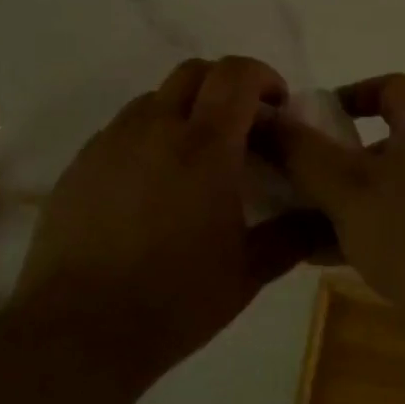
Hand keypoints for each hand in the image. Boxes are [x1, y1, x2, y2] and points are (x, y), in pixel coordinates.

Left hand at [11, 57, 325, 372]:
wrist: (79, 331)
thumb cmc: (175, 301)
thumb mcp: (249, 273)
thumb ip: (293, 235)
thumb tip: (324, 216)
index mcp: (205, 147)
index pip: (236, 74)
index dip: (263, 77)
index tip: (275, 107)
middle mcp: (155, 129)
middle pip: (193, 72)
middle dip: (224, 86)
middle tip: (239, 129)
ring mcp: (111, 142)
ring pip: (154, 99)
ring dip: (184, 111)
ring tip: (192, 160)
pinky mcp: (80, 164)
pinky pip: (121, 130)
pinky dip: (148, 139)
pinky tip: (150, 188)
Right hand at [268, 73, 404, 307]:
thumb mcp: (347, 188)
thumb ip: (302, 152)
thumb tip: (265, 119)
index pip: (390, 87)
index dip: (350, 93)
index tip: (314, 119)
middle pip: (384, 141)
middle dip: (336, 158)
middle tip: (298, 179)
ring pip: (388, 188)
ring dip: (345, 200)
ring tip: (300, 223)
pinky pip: (401, 223)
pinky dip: (366, 230)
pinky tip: (328, 257)